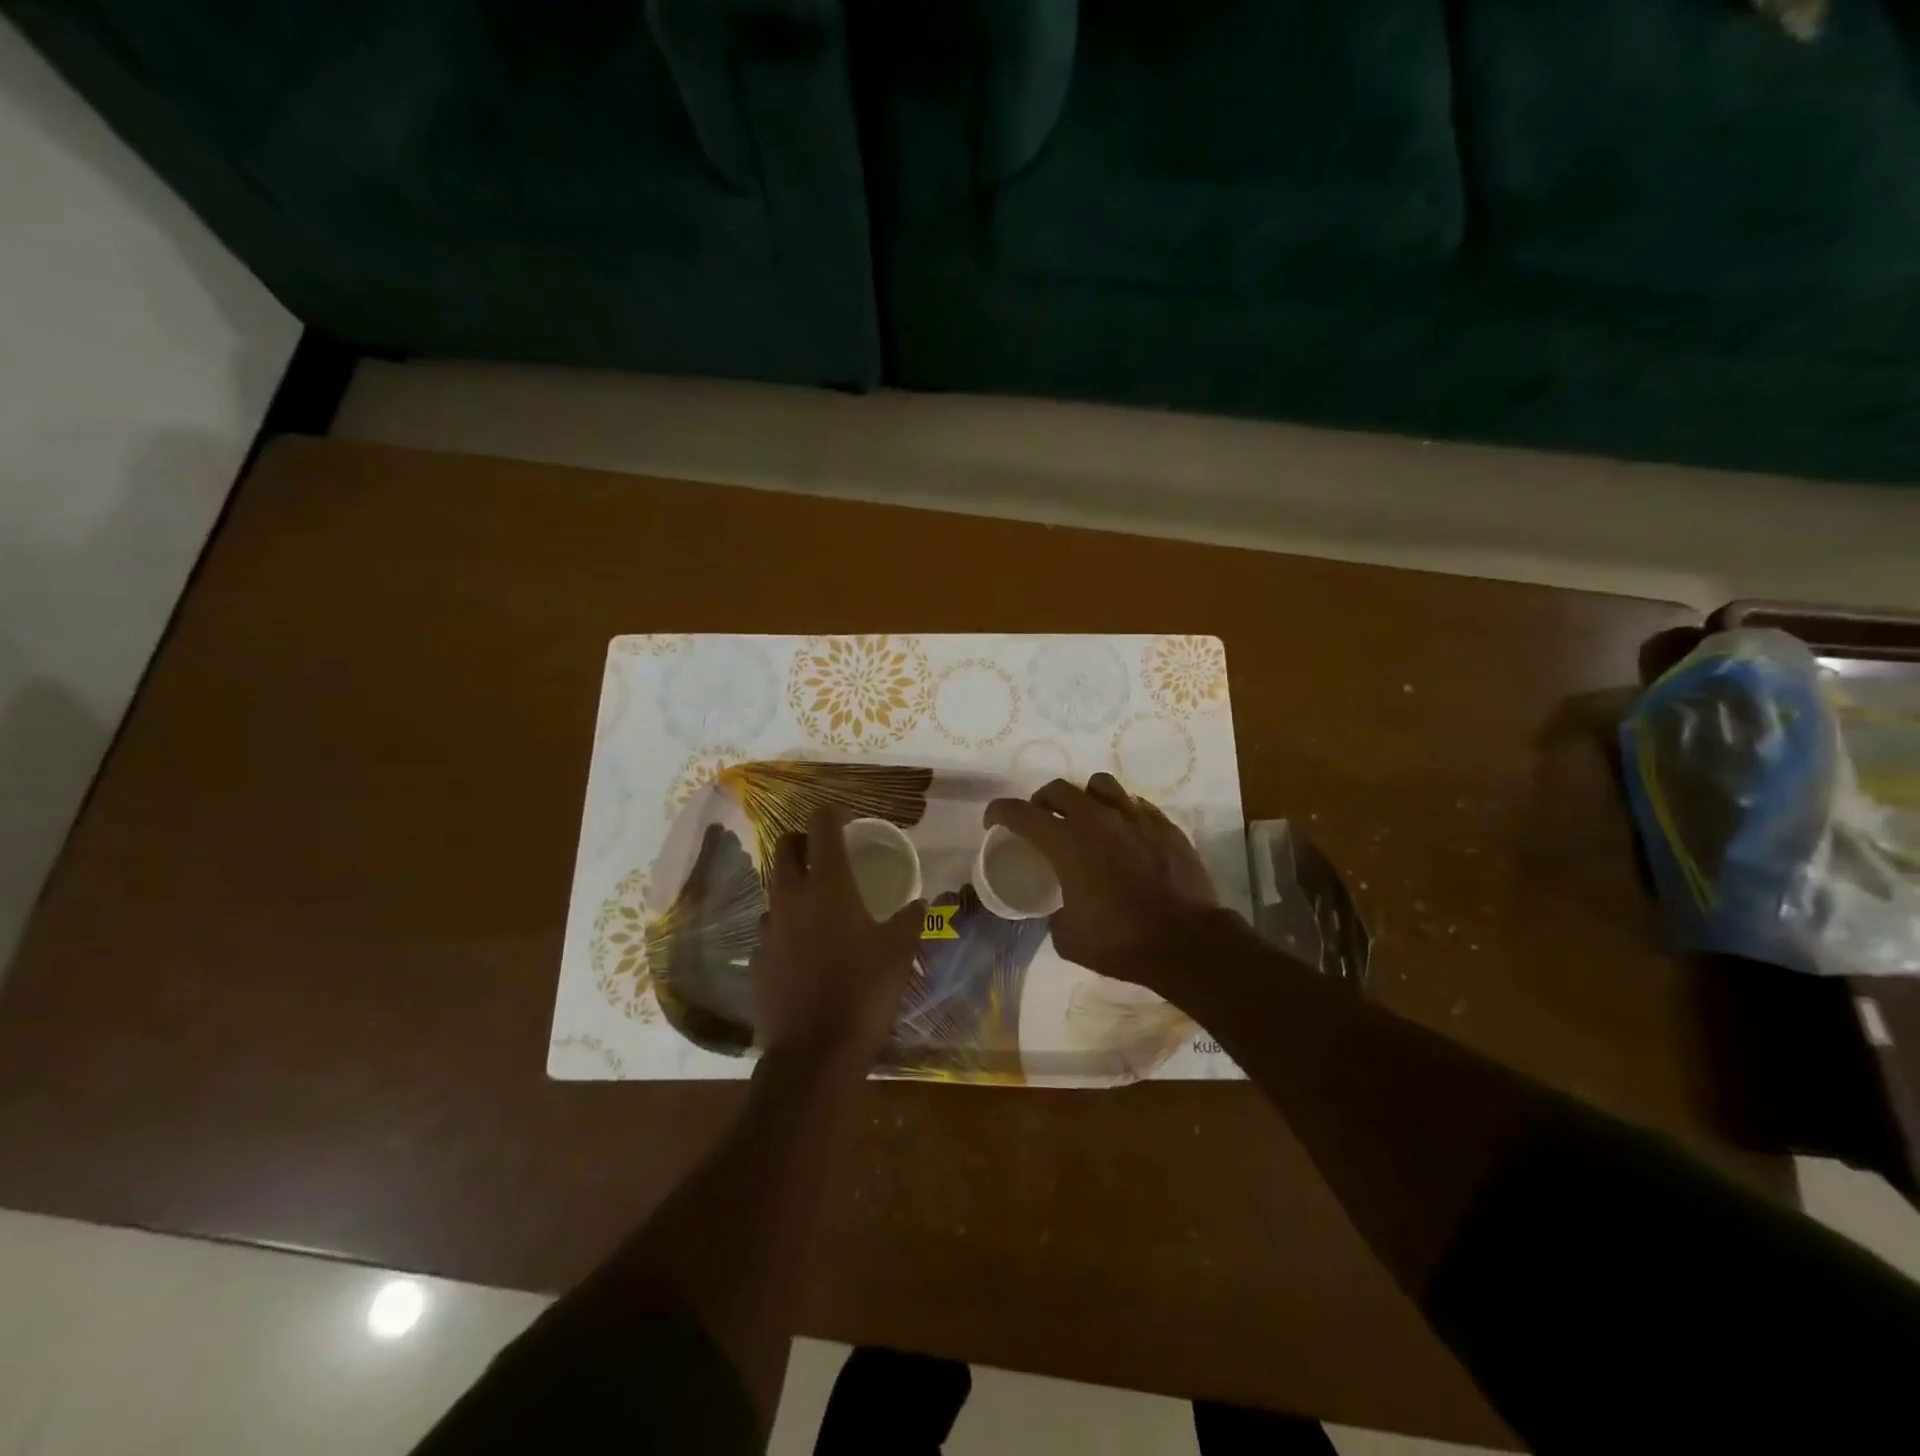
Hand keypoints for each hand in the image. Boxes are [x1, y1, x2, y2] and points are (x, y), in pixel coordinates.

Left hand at [751, 805, 925, 1066]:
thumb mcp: (900, 952)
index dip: (831, 814)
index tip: (843, 815)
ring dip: (792, 882)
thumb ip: (909, 919)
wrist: (814, 1053)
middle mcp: (792, 897)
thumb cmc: (864, 992)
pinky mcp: (758, 958)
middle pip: (785, 848)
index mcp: (829, 885)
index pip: (822, 829)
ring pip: (774, 888)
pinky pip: (771, 926)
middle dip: (801, 839)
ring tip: (816, 898)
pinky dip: (786, 922)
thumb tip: (918, 902)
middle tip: (823, 849)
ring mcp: (769, 928)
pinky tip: (803, 944)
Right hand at [983, 774, 1221, 991]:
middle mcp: (1097, 819)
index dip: (1000, 812)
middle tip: (1041, 820)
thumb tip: (1059, 907)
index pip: (1020, 813)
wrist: (1186, 942)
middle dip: (1042, 801)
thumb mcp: (1068, 936)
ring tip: (1085, 818)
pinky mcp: (1164, 825)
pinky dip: (1120, 813)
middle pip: (1059, 789)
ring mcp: (1134, 817)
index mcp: (1066, 843)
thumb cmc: (1121, 942)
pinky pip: (1134, 804)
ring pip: (1100, 785)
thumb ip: (1055, 912)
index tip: (993, 820)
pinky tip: (1123, 834)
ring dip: (1084, 798)